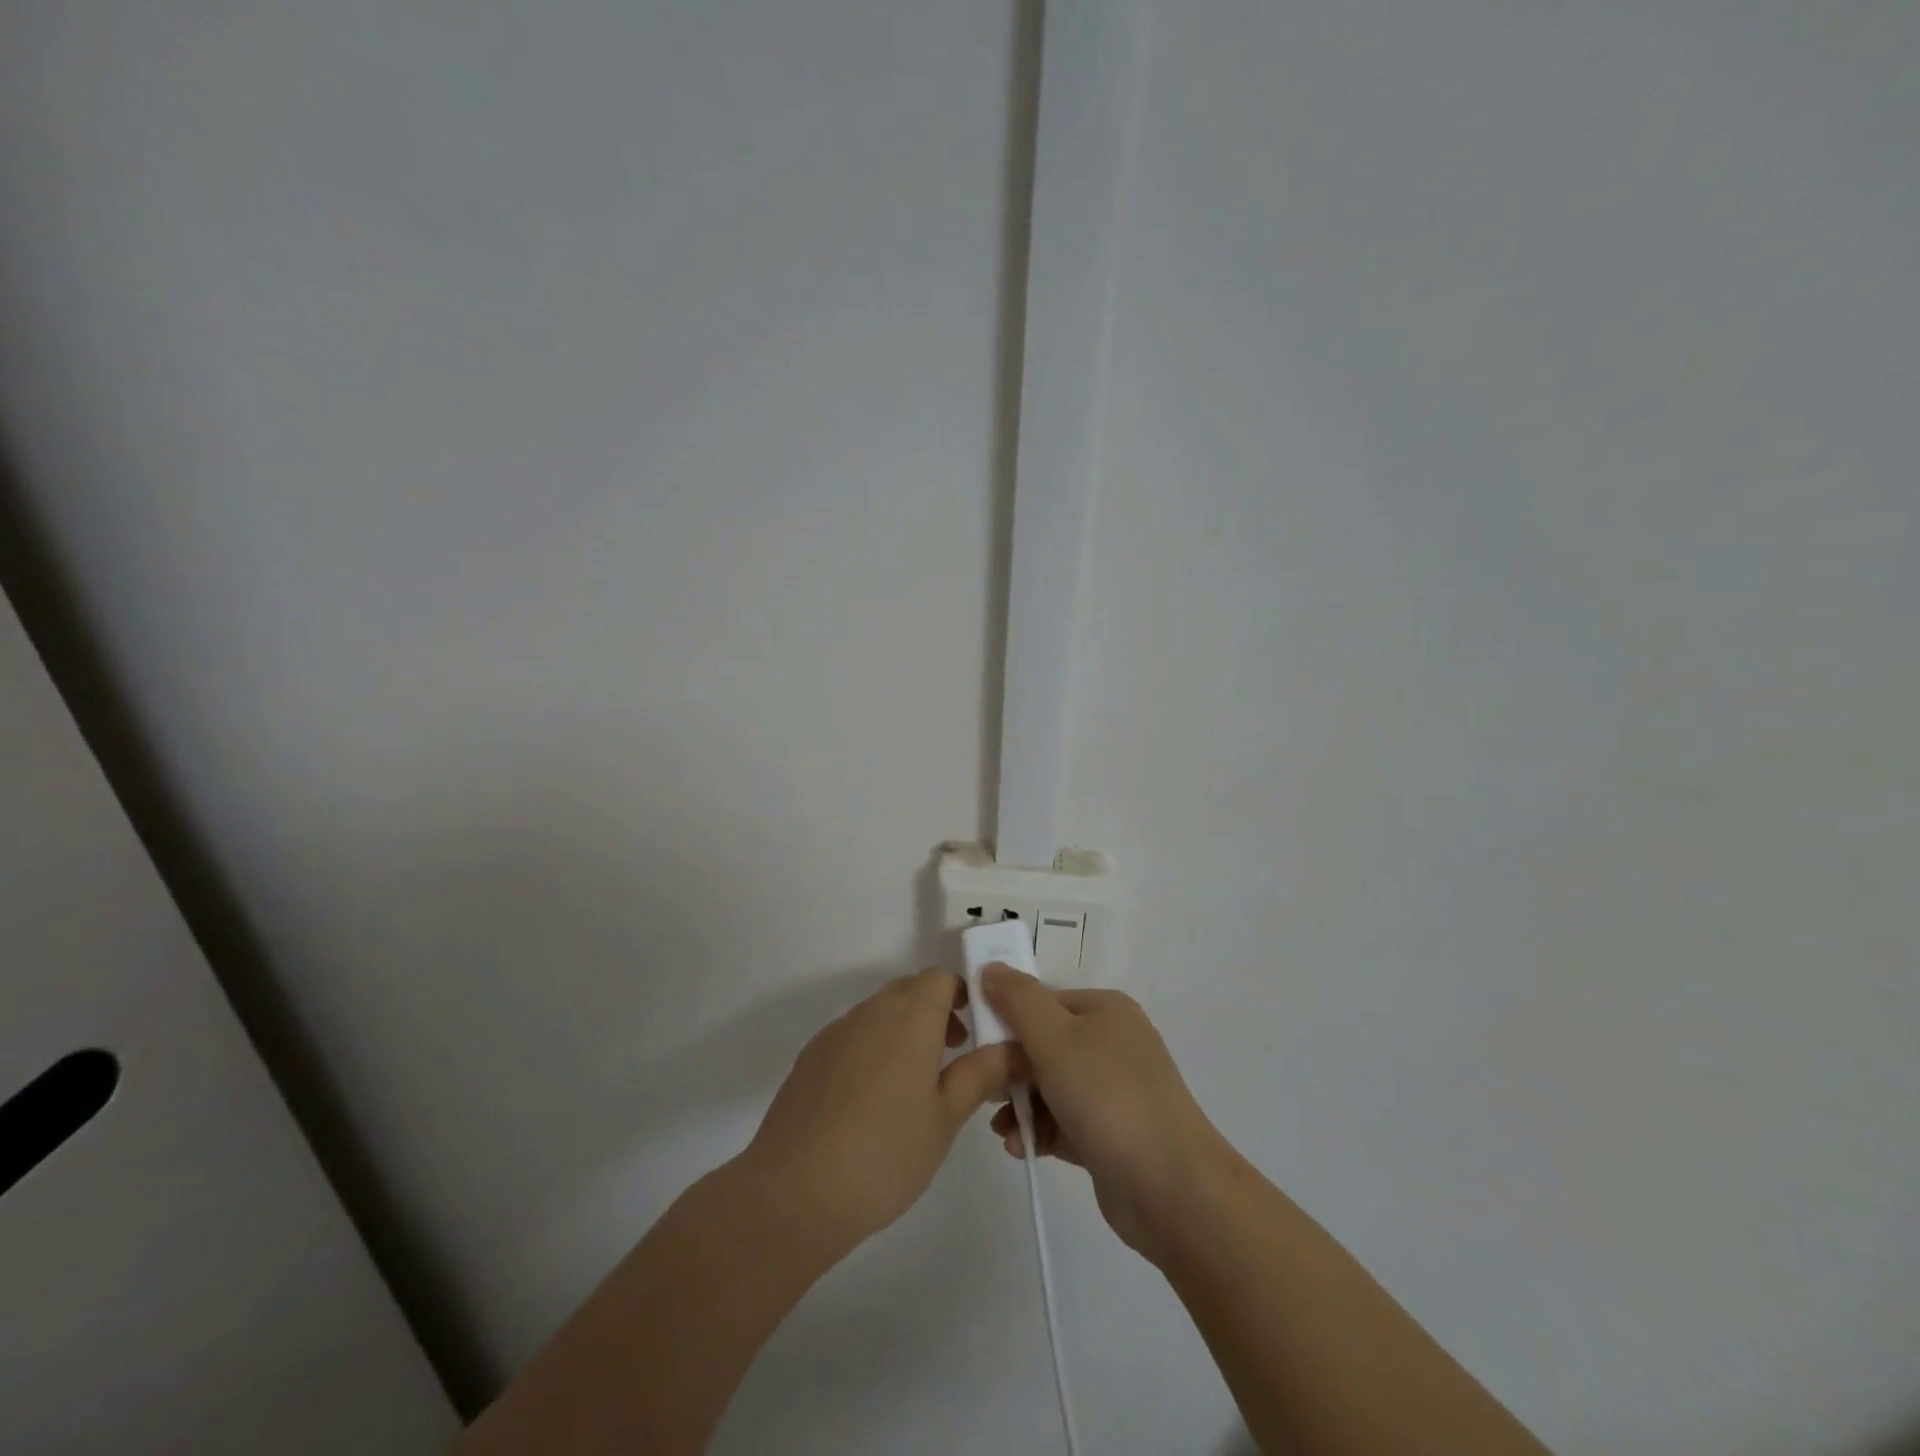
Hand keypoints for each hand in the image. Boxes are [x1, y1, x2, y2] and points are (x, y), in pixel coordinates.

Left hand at [741, 969, 1016, 1251]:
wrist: (793, 1191)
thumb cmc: (885, 1154)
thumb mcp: (945, 1118)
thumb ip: (981, 1074)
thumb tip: (1014, 1047)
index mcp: (910, 1018)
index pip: (940, 978)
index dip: (962, 993)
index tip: (977, 1027)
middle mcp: (871, 1012)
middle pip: (909, 990)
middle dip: (935, 1010)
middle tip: (953, 1053)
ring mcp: (836, 1032)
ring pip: (879, 1012)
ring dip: (903, 1029)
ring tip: (915, 1083)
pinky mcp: (810, 1058)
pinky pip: (852, 1035)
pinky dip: (872, 1048)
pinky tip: (872, 1101)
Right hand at [983, 966, 1231, 1260]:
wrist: (1172, 1188)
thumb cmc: (1107, 1097)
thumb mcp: (1054, 1038)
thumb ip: (1018, 1000)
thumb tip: (990, 967)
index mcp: (1105, 1009)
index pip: (1043, 1002)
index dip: (1008, 1022)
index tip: (981, 1051)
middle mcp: (1113, 1043)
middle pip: (1045, 1045)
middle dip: (1011, 1071)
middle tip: (986, 1094)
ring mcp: (1116, 1090)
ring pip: (1052, 1087)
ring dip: (1021, 1105)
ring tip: (1002, 1130)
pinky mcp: (1113, 1134)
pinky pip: (1066, 1122)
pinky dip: (1042, 1131)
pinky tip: (1019, 1148)